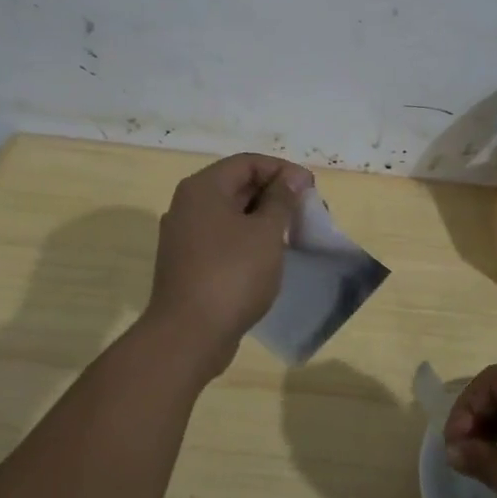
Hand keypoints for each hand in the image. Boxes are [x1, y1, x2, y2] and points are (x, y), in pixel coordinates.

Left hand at [144, 153, 313, 375]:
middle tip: (308, 213)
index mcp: (203, 188)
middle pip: (238, 186)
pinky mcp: (188, 264)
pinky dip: (249, 241)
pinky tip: (270, 258)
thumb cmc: (231, 275)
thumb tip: (292, 177)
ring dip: (264, 220)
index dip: (282, 170)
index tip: (311, 190)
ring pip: (231, 215)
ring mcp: (185, 237)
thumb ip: (282, 200)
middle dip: (276, 195)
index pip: (247, 162)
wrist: (188, 335)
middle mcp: (188, 206)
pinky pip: (223, 239)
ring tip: (294, 236)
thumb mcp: (266, 233)